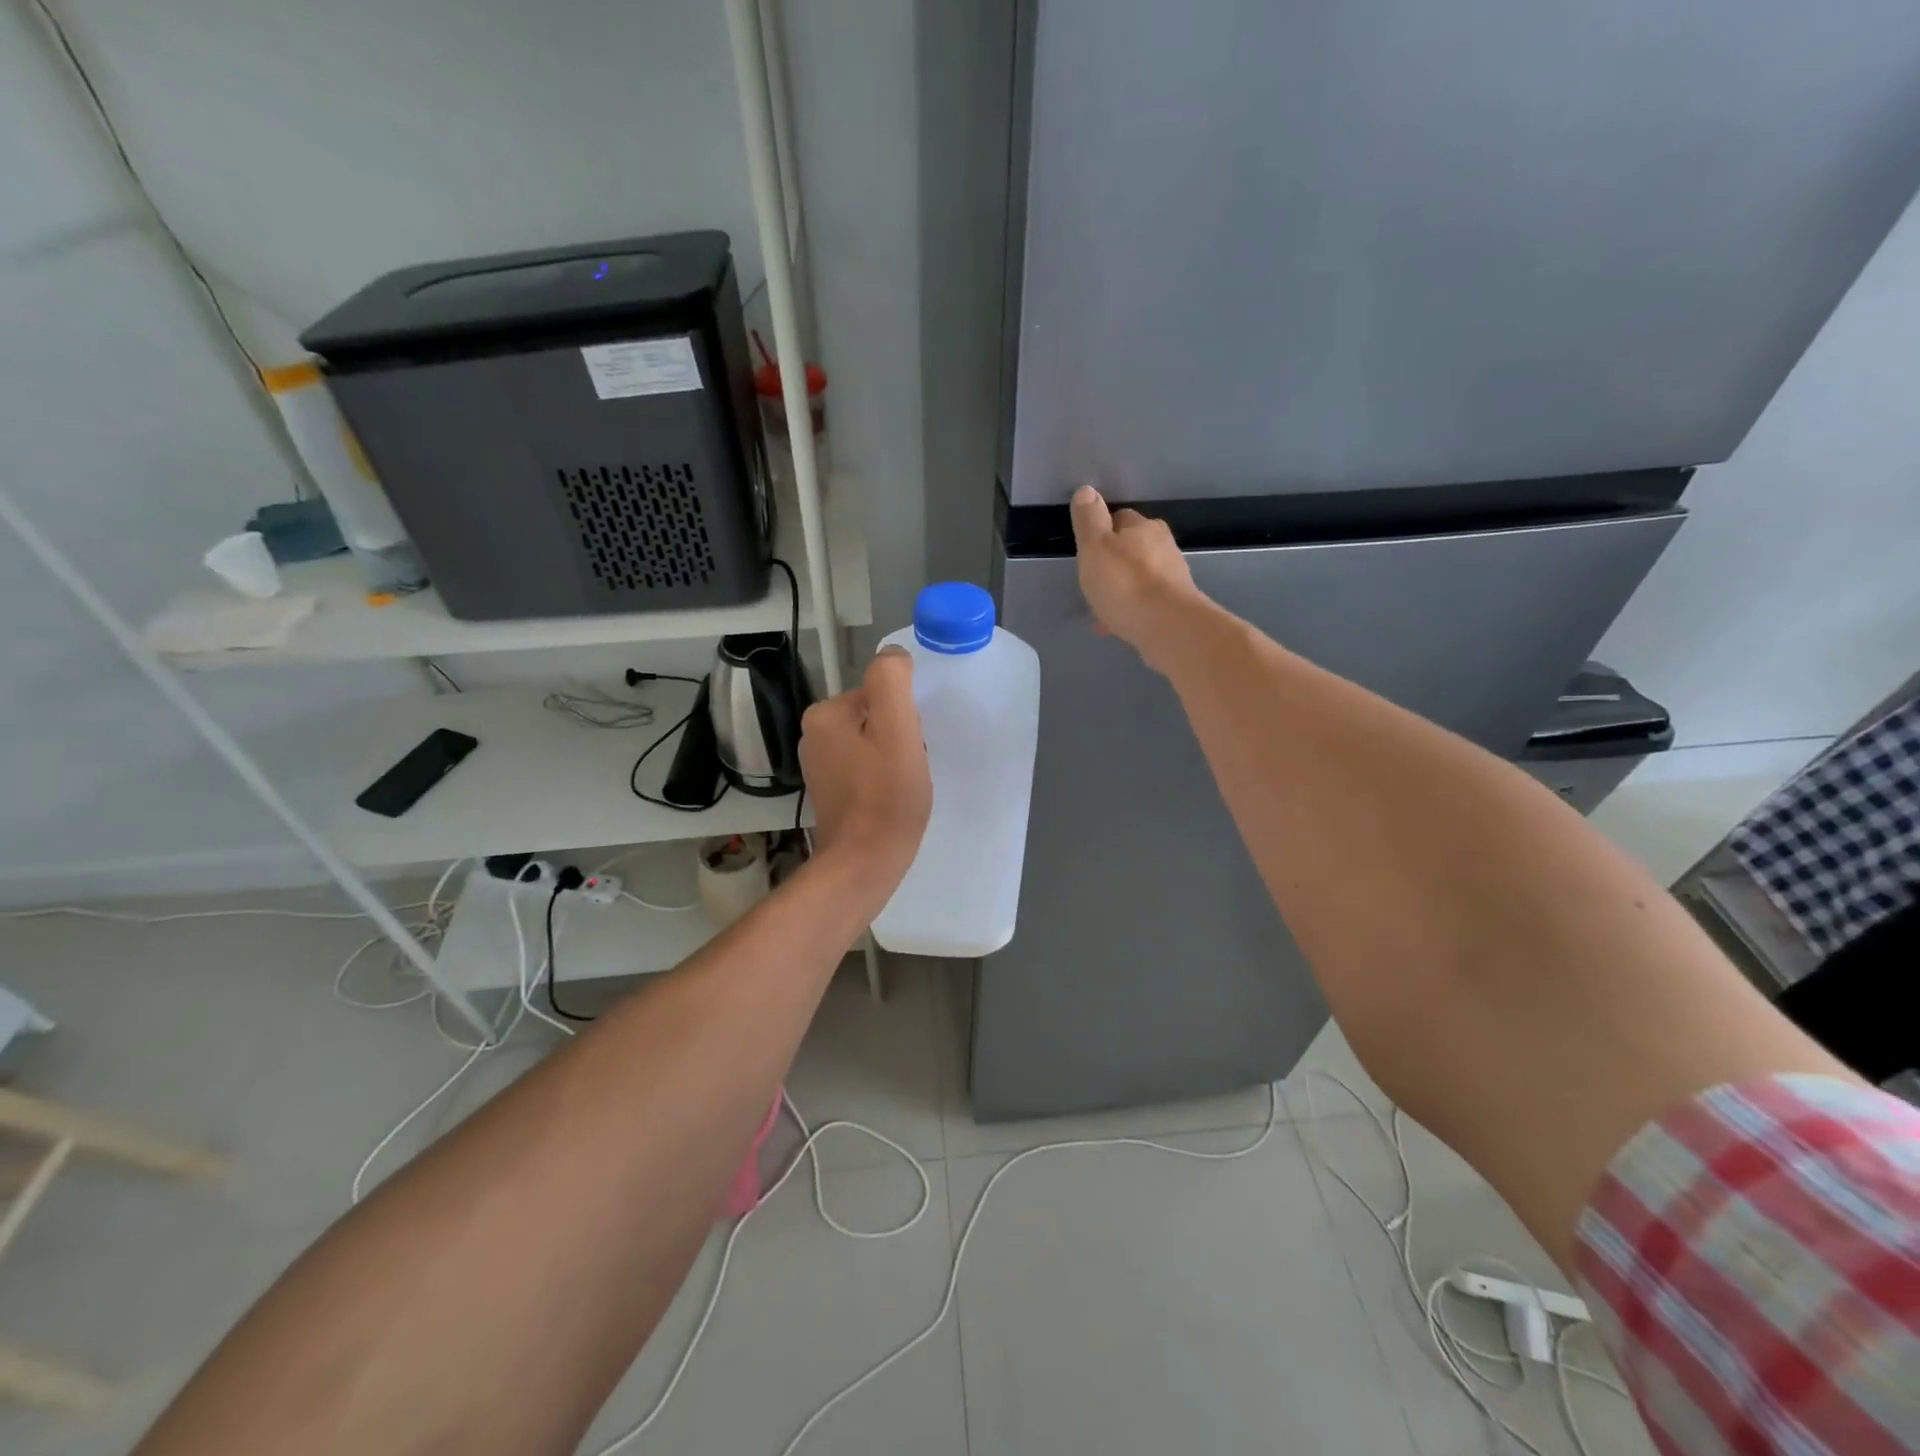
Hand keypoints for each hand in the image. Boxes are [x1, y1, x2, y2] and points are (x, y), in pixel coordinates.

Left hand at [799, 648, 931, 887]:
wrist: (865, 864)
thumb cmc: (886, 796)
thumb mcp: (897, 728)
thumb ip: (892, 681)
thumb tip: (893, 655)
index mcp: (824, 714)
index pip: (879, 695)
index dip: (905, 718)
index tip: (910, 746)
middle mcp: (813, 735)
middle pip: (875, 717)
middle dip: (899, 737)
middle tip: (909, 767)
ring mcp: (819, 766)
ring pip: (873, 743)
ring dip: (894, 757)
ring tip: (903, 784)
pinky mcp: (831, 791)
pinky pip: (866, 768)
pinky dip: (884, 777)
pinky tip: (892, 798)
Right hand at [1069, 485, 1207, 673]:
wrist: (1167, 627)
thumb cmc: (1125, 583)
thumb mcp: (1095, 547)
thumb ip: (1089, 519)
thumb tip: (1087, 490)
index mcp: (1143, 527)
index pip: (1120, 518)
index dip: (1102, 531)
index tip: (1088, 551)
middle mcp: (1163, 545)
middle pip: (1133, 547)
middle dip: (1115, 561)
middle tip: (1095, 580)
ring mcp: (1174, 575)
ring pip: (1141, 576)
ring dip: (1124, 586)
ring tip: (1104, 607)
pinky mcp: (1178, 604)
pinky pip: (1148, 600)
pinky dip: (1134, 608)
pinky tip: (1120, 624)